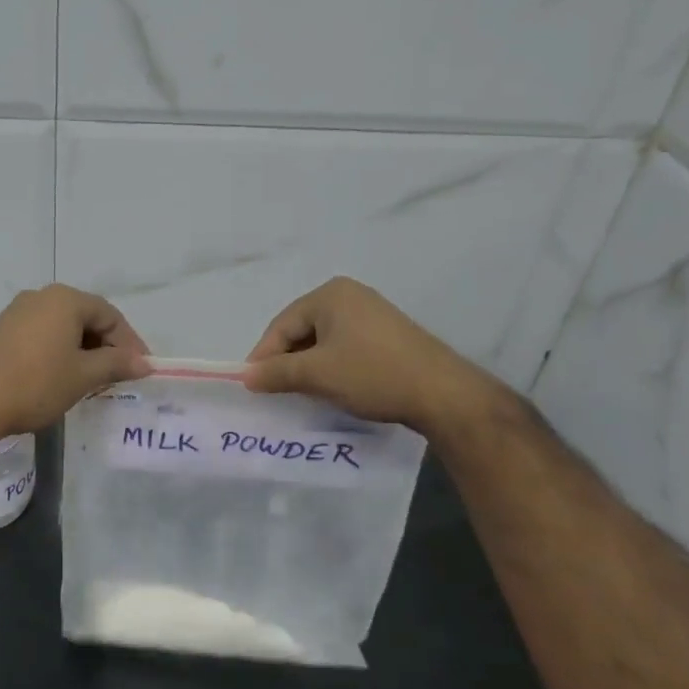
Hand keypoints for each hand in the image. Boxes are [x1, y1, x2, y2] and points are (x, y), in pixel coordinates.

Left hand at [0, 285, 150, 437]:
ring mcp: (17, 312)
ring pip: (64, 327)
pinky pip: (43, 335)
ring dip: (84, 350)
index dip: (129, 342)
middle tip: (120, 375)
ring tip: (94, 379)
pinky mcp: (2, 331)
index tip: (141, 369)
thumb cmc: (37, 383)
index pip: (110, 315)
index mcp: (65, 299)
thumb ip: (117, 364)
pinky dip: (60, 351)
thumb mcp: (84, 376)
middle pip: (86, 317)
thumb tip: (145, 363)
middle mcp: (41, 297)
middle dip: (107, 345)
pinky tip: (63, 376)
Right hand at [243, 277, 506, 436]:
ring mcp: (371, 314)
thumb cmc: (372, 374)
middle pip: (301, 330)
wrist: (442, 393)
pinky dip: (331, 367)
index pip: (282, 325)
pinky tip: (331, 388)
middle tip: (274, 391)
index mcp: (330, 295)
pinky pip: (344, 347)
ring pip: (323, 341)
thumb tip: (246, 376)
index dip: (263, 356)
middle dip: (286, 361)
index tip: (252, 386)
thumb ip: (276, 373)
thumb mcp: (317, 375)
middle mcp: (350, 296)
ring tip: (300, 393)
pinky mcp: (387, 335)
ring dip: (308, 366)